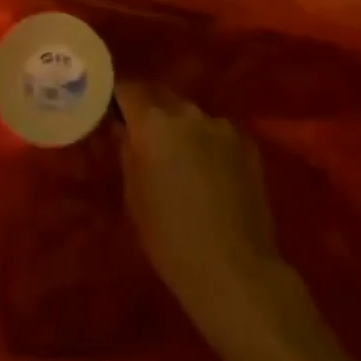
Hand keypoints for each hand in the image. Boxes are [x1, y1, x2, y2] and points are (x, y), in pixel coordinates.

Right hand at [117, 82, 282, 327]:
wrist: (235, 271)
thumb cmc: (170, 239)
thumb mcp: (134, 197)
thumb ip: (127, 152)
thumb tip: (124, 130)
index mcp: (152, 123)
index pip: (128, 89)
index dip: (118, 98)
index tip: (113, 111)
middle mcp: (187, 112)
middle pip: (161, 97)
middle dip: (150, 111)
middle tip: (145, 137)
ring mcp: (221, 125)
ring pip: (192, 116)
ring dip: (182, 129)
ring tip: (183, 160)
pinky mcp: (247, 142)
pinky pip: (218, 133)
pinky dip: (209, 144)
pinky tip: (213, 174)